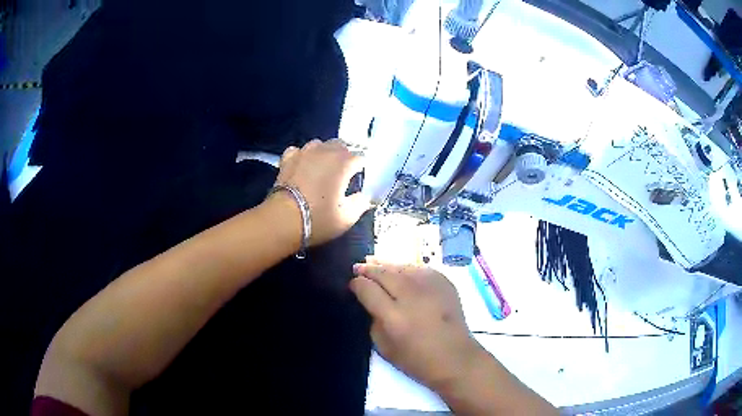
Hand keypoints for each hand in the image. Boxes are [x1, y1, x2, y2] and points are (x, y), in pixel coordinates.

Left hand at [274, 139, 371, 246]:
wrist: (283, 220)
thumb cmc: (318, 219)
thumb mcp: (347, 217)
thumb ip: (361, 203)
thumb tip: (366, 196)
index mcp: (343, 163)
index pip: (361, 158)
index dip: (362, 169)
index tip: (360, 181)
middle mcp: (325, 151)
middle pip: (341, 145)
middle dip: (345, 157)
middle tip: (343, 176)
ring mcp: (304, 152)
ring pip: (320, 144)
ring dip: (324, 153)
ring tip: (323, 169)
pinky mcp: (288, 159)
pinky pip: (299, 151)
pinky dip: (303, 156)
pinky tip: (302, 167)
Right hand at [350, 260, 480, 390]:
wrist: (455, 357)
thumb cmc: (417, 360)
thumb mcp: (384, 347)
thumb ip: (373, 320)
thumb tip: (369, 300)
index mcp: (394, 316)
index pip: (367, 289)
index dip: (357, 284)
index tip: (352, 284)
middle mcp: (411, 296)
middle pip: (384, 273)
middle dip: (368, 269)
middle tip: (358, 267)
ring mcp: (430, 286)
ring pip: (401, 266)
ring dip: (386, 266)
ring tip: (375, 263)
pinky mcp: (444, 282)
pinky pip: (419, 269)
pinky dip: (406, 269)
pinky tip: (400, 272)